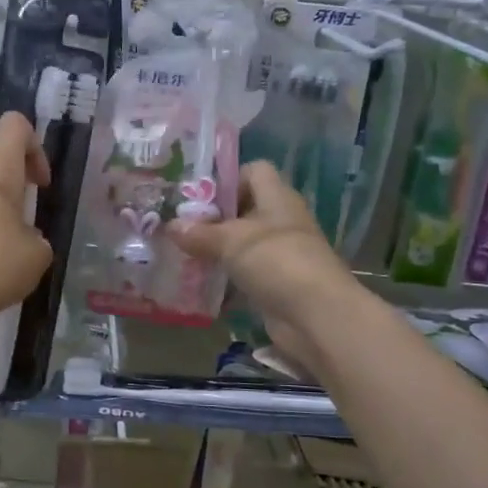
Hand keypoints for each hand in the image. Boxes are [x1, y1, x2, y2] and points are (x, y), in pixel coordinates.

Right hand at [170, 162, 359, 368]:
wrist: (316, 316)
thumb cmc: (276, 262)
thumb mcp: (232, 241)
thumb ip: (200, 232)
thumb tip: (171, 225)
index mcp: (277, 198)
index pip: (254, 171)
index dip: (227, 179)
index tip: (197, 196)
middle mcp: (280, 222)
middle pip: (244, 209)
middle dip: (212, 218)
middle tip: (179, 227)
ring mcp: (280, 254)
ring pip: (241, 244)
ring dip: (215, 250)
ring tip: (181, 254)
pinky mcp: (275, 284)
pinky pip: (243, 273)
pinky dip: (224, 278)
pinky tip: (198, 284)